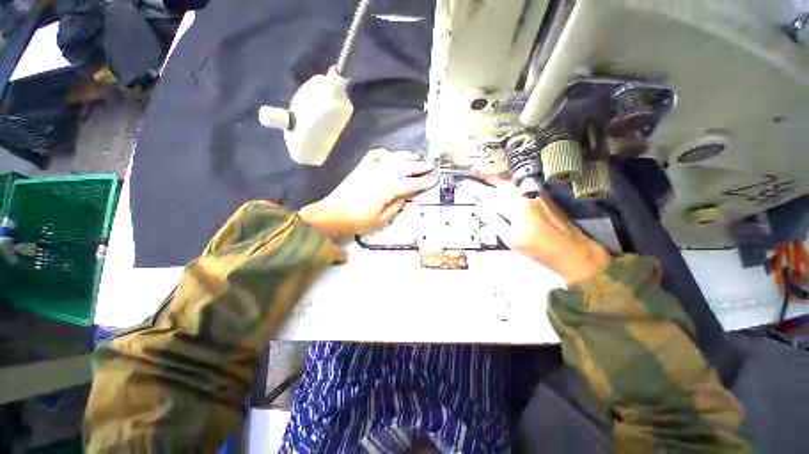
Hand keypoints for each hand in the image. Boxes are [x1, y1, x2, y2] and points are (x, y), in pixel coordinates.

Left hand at [300, 149, 436, 239]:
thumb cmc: (358, 221)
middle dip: (419, 166)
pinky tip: (390, 155)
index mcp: (387, 190)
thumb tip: (407, 195)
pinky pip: (374, 155)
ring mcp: (370, 169)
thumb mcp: (382, 220)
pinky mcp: (361, 168)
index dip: (423, 182)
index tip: (434, 180)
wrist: (333, 214)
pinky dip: (385, 153)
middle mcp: (381, 175)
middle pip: (404, 167)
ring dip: (405, 156)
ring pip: (392, 158)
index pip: (410, 183)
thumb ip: (397, 206)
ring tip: (416, 156)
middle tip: (430, 166)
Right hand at [466, 175, 611, 285]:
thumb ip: (494, 221)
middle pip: (503, 181)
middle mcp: (527, 194)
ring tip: (485, 176)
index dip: (477, 189)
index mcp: (517, 206)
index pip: (491, 194)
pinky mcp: (544, 195)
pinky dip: (509, 183)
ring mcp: (537, 193)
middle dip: (487, 176)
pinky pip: (521, 185)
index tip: (466, 183)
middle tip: (474, 173)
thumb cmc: (539, 249)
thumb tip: (482, 209)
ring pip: (513, 182)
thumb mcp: (511, 240)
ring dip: (498, 178)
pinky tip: (504, 185)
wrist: (573, 251)